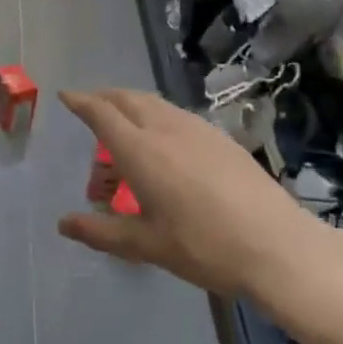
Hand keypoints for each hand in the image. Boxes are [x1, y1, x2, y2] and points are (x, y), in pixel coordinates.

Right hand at [58, 88, 342, 343]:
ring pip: (155, 103)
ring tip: (124, 128)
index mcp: (140, 150)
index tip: (66, 96)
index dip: (81, 102)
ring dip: (132, 106)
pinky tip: (164, 143)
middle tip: (90, 108)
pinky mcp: (221, 138)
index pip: (101, 113)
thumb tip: (64, 223)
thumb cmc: (204, 247)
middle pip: (127, 98)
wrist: (278, 246)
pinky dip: (157, 117)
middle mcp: (165, 128)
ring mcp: (197, 129)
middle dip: (104, 98)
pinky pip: (176, 115)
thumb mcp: (146, 244)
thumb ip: (101, 231)